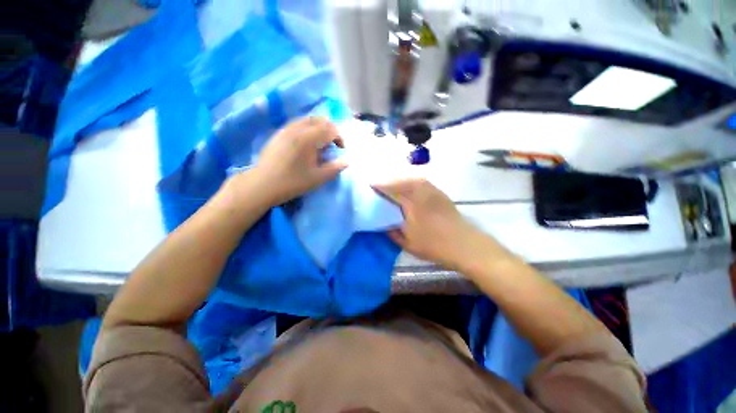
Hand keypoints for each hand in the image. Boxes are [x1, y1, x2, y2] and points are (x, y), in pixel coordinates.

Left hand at [252, 117, 346, 204]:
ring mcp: (286, 129)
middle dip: (330, 130)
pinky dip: (307, 129)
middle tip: (332, 144)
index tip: (340, 149)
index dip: (339, 137)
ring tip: (320, 144)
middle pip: (319, 120)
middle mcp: (297, 129)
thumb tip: (346, 162)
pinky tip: (306, 144)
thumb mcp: (317, 178)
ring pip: (307, 120)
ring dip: (318, 128)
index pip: (329, 128)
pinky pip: (297, 124)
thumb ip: (334, 169)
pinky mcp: (278, 134)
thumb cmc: (292, 182)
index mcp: (308, 139)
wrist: (262, 184)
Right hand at [373, 178, 485, 270]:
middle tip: (381, 185)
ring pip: (413, 180)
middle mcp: (422, 194)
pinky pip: (423, 182)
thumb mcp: (409, 244)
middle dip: (389, 181)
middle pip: (402, 182)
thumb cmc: (435, 246)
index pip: (392, 191)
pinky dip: (413, 182)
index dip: (380, 187)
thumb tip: (385, 226)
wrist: (464, 245)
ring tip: (393, 184)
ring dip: (401, 180)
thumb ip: (394, 233)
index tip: (371, 185)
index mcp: (412, 206)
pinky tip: (411, 186)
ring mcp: (433, 193)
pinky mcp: (441, 195)